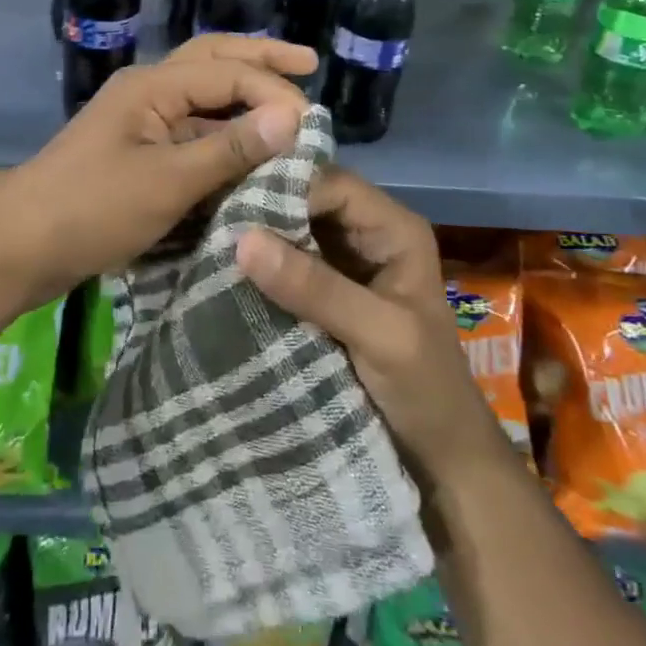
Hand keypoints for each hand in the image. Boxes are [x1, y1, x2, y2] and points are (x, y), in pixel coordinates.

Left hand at [0, 35, 315, 306]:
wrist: (19, 244)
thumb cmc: (91, 208)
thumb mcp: (166, 182)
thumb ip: (229, 149)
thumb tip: (292, 116)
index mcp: (152, 85)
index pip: (227, 72)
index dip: (273, 92)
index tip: (313, 125)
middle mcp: (147, 90)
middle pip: (212, 60)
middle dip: (260, 58)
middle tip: (308, 62)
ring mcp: (139, 120)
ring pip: (201, 95)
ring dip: (242, 94)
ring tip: (287, 102)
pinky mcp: (136, 151)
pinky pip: (189, 129)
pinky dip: (222, 132)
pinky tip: (248, 146)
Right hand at [235, 168, 507, 483]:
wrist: (440, 461)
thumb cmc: (427, 391)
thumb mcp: (381, 335)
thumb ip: (316, 287)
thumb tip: (243, 239)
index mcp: (393, 227)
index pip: (330, 183)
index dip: (283, 187)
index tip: (231, 203)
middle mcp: (365, 233)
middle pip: (306, 200)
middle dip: (262, 207)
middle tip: (208, 214)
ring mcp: (341, 262)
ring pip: (290, 230)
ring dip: (255, 235)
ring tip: (205, 234)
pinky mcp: (320, 292)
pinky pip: (283, 263)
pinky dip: (257, 266)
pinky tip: (220, 266)